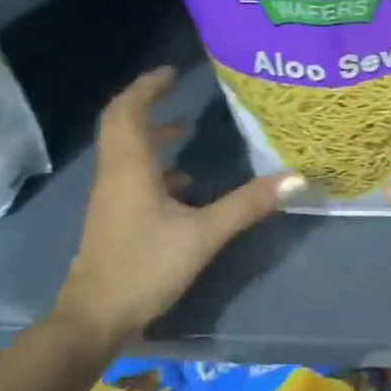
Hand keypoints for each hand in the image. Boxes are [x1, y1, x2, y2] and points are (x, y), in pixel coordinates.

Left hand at [56, 67, 296, 340]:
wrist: (94, 319)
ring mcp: (110, 198)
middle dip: (146, 102)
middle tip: (174, 88)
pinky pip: (130, 175)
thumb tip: (296, 178)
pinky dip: (153, 165)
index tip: (171, 72)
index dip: (147, 87)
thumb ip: (248, 205)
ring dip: (151, 133)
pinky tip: (183, 184)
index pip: (129, 111)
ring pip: (125, 150)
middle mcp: (115, 175)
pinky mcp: (113, 218)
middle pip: (120, 124)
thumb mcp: (203, 235)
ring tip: (185, 127)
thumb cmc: (145, 268)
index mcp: (130, 168)